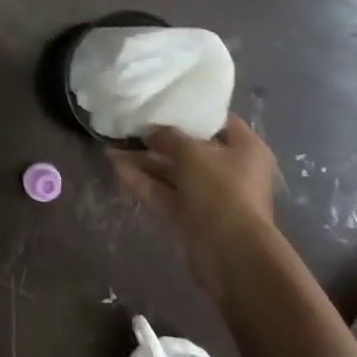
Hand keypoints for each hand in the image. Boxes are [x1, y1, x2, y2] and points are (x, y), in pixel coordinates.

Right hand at [111, 115, 280, 295]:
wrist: (231, 254)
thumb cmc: (221, 190)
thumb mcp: (192, 153)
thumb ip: (168, 137)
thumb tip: (150, 131)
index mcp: (245, 149)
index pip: (218, 121)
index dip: (191, 111)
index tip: (164, 102)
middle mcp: (229, 170)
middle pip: (191, 148)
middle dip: (159, 139)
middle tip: (130, 125)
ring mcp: (208, 195)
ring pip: (173, 172)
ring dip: (144, 160)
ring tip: (112, 146)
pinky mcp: (190, 216)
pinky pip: (164, 192)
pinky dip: (142, 180)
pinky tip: (116, 166)